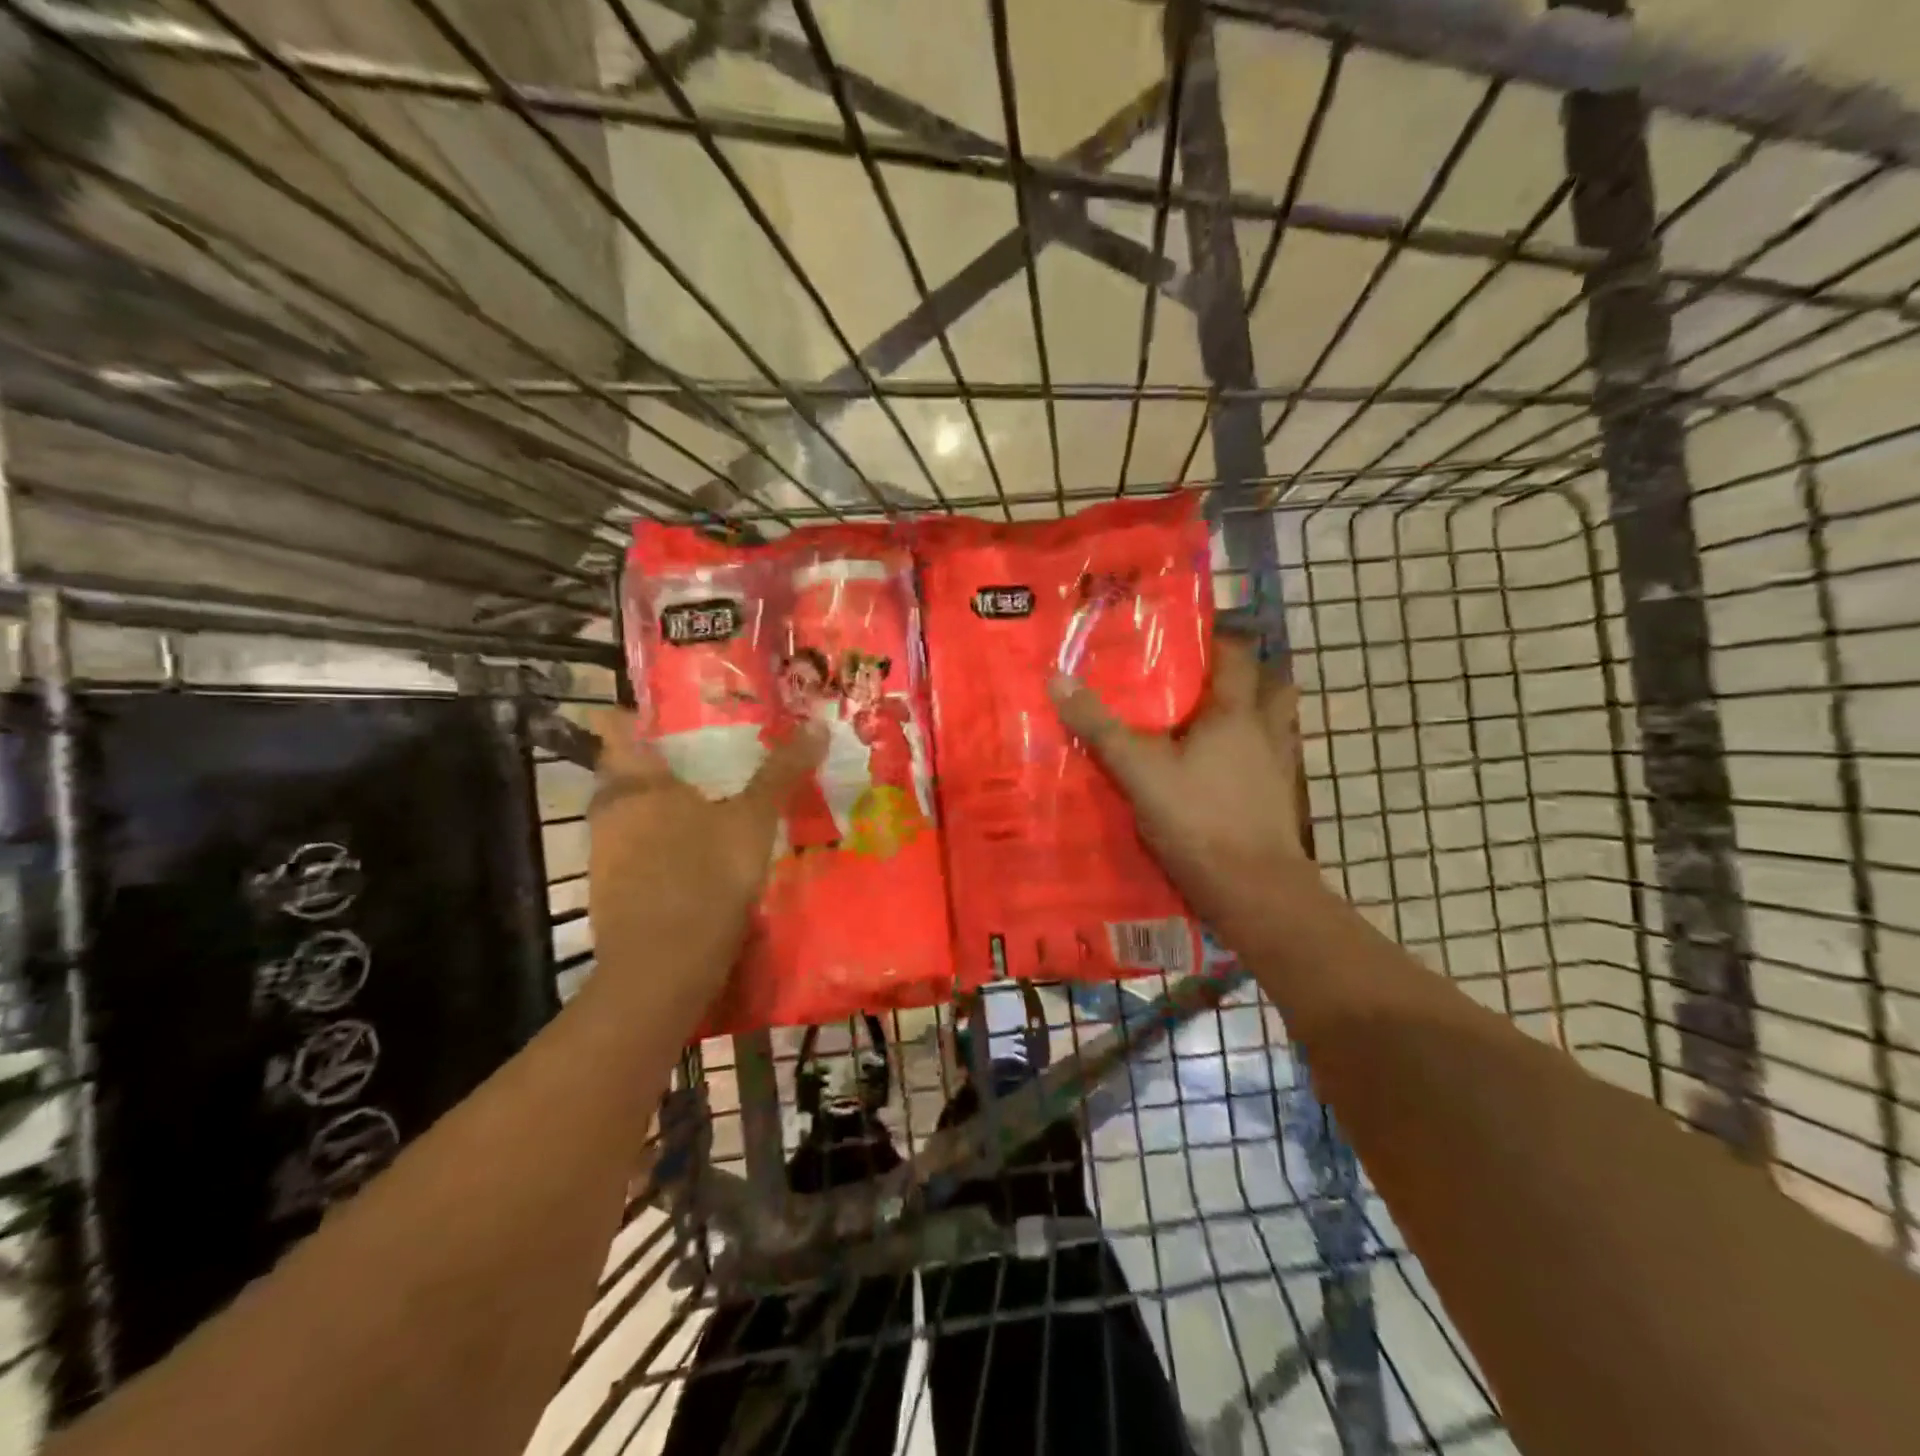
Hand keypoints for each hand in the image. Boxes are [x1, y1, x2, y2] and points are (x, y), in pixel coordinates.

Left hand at [585, 710, 826, 1009]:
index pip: (616, 728)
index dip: (637, 714)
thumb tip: (818, 724)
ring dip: (659, 809)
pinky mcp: (609, 892)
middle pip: (624, 773)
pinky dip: (658, 848)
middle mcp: (609, 811)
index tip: (672, 715)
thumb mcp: (754, 820)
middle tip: (705, 760)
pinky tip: (693, 858)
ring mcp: (604, 855)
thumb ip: (781, 772)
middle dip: (659, 765)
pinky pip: (633, 853)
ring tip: (706, 807)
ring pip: (629, 816)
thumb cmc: (706, 876)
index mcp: (635, 782)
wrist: (663, 968)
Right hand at [1049, 632, 1308, 927]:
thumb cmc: (1199, 819)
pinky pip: (1265, 760)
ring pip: (1271, 725)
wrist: (1253, 890)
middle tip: (1195, 682)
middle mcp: (1266, 732)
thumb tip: (1058, 678)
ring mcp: (1278, 767)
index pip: (1236, 655)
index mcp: (1237, 713)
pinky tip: (1215, 771)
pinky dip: (1246, 755)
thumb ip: (1100, 727)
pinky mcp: (1277, 800)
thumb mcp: (1139, 771)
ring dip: (1247, 716)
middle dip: (1238, 678)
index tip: (1180, 640)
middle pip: (1268, 686)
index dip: (1213, 640)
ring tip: (1204, 723)